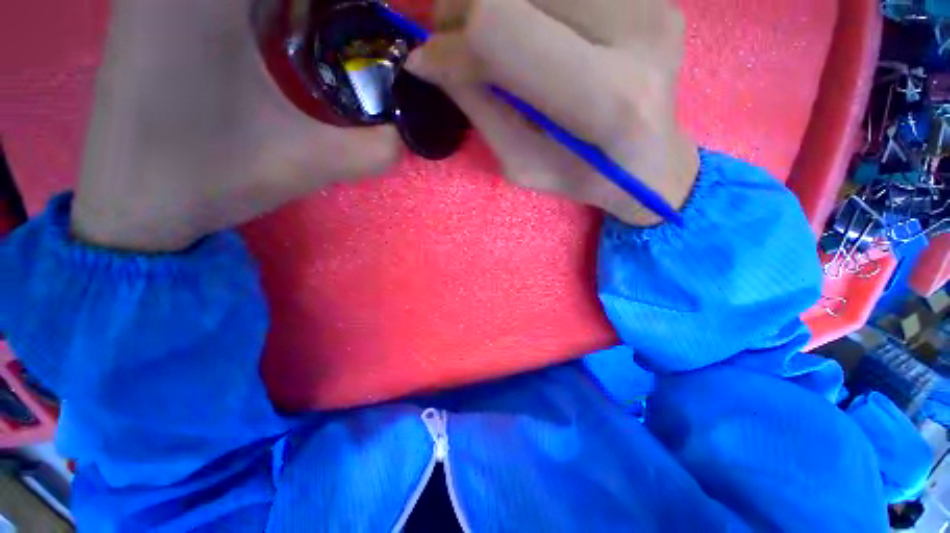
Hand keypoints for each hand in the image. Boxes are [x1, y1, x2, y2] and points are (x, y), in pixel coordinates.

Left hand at [71, 0, 400, 251]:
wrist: (131, 205)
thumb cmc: (207, 179)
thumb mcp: (304, 163)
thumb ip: (372, 150)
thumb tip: (410, 136)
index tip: (382, 17)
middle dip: (336, 5)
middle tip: (366, 28)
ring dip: (305, 8)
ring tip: (341, 33)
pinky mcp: (160, 11)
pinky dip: (273, 9)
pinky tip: (297, 33)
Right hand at [407, 0, 698, 225]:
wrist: (651, 163)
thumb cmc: (584, 179)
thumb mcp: (524, 165)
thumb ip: (482, 111)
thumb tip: (435, 62)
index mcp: (608, 99)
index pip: (505, 30)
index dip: (452, 42)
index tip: (426, 62)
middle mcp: (638, 29)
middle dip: (460, 8)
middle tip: (446, 40)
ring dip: (489, 2)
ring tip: (480, 37)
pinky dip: (525, 6)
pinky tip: (523, 30)